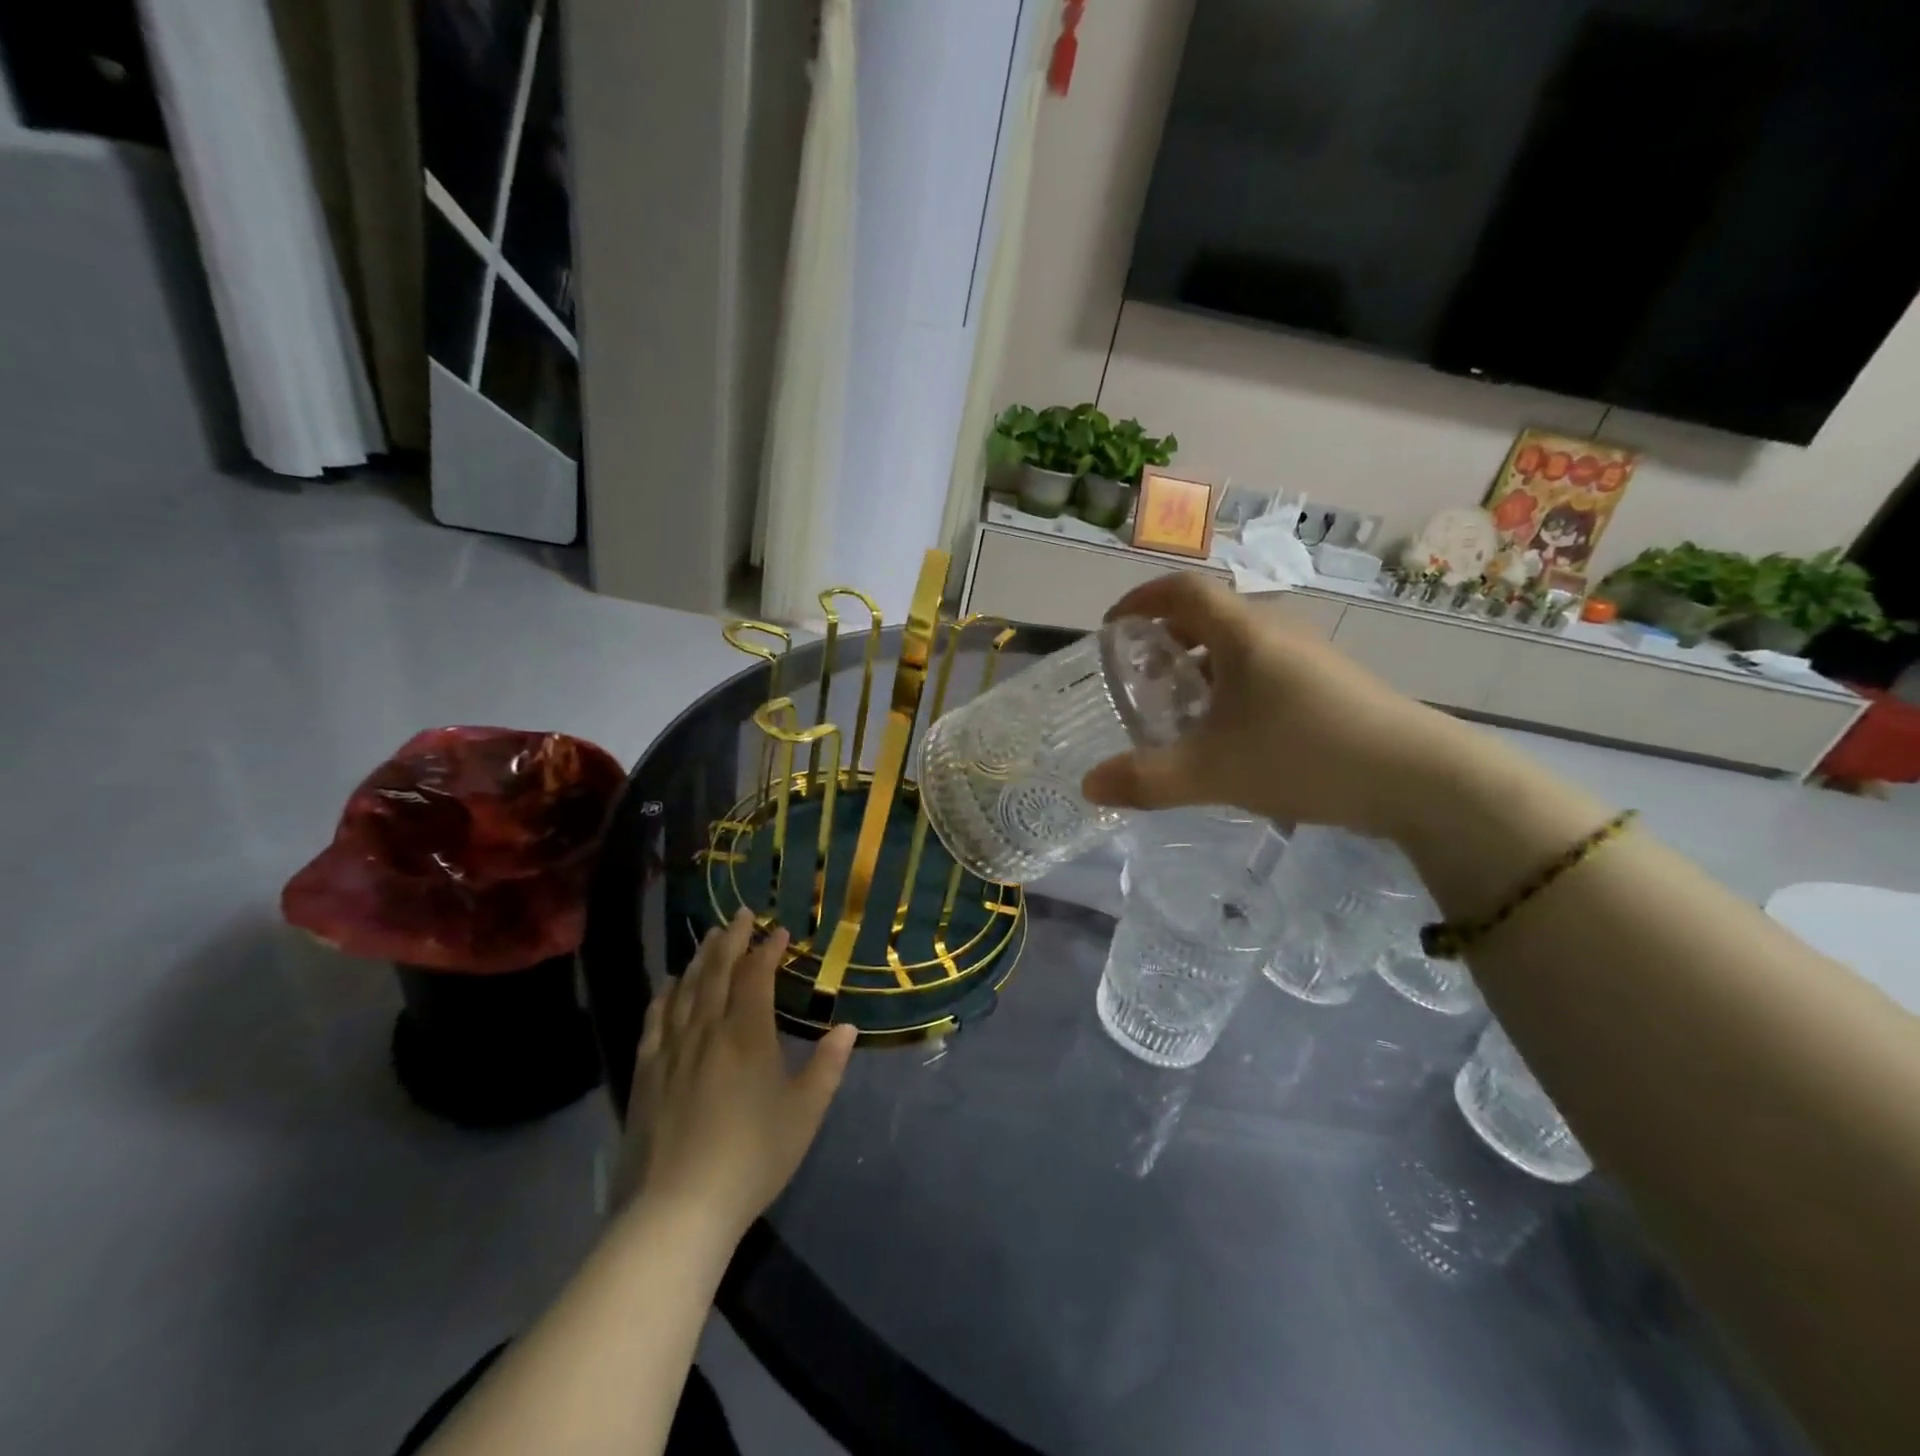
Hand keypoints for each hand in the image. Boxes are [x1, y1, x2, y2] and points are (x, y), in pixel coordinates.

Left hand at [623, 910, 856, 1239]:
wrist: (679, 1208)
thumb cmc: (752, 1157)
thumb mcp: (804, 1113)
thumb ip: (827, 1066)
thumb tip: (846, 1028)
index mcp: (747, 1035)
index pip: (756, 976)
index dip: (768, 949)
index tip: (779, 931)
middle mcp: (707, 1030)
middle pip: (716, 971)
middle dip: (731, 939)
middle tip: (741, 915)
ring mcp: (672, 1050)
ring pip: (685, 989)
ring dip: (699, 958)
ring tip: (710, 937)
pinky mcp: (646, 1073)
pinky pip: (655, 1020)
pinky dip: (664, 995)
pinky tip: (667, 984)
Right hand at [1081, 573, 1475, 839]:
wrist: (1421, 777)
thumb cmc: (1304, 755)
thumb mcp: (1212, 772)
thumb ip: (1145, 780)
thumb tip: (1088, 786)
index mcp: (1243, 633)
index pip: (1181, 590)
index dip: (1140, 600)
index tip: (1112, 628)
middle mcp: (1276, 630)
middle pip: (1209, 614)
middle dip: (1166, 638)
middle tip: (1141, 677)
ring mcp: (1310, 655)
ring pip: (1240, 643)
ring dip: (1201, 664)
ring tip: (1182, 708)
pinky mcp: (1332, 681)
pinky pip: (1266, 666)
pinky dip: (1233, 682)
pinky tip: (1234, 731)